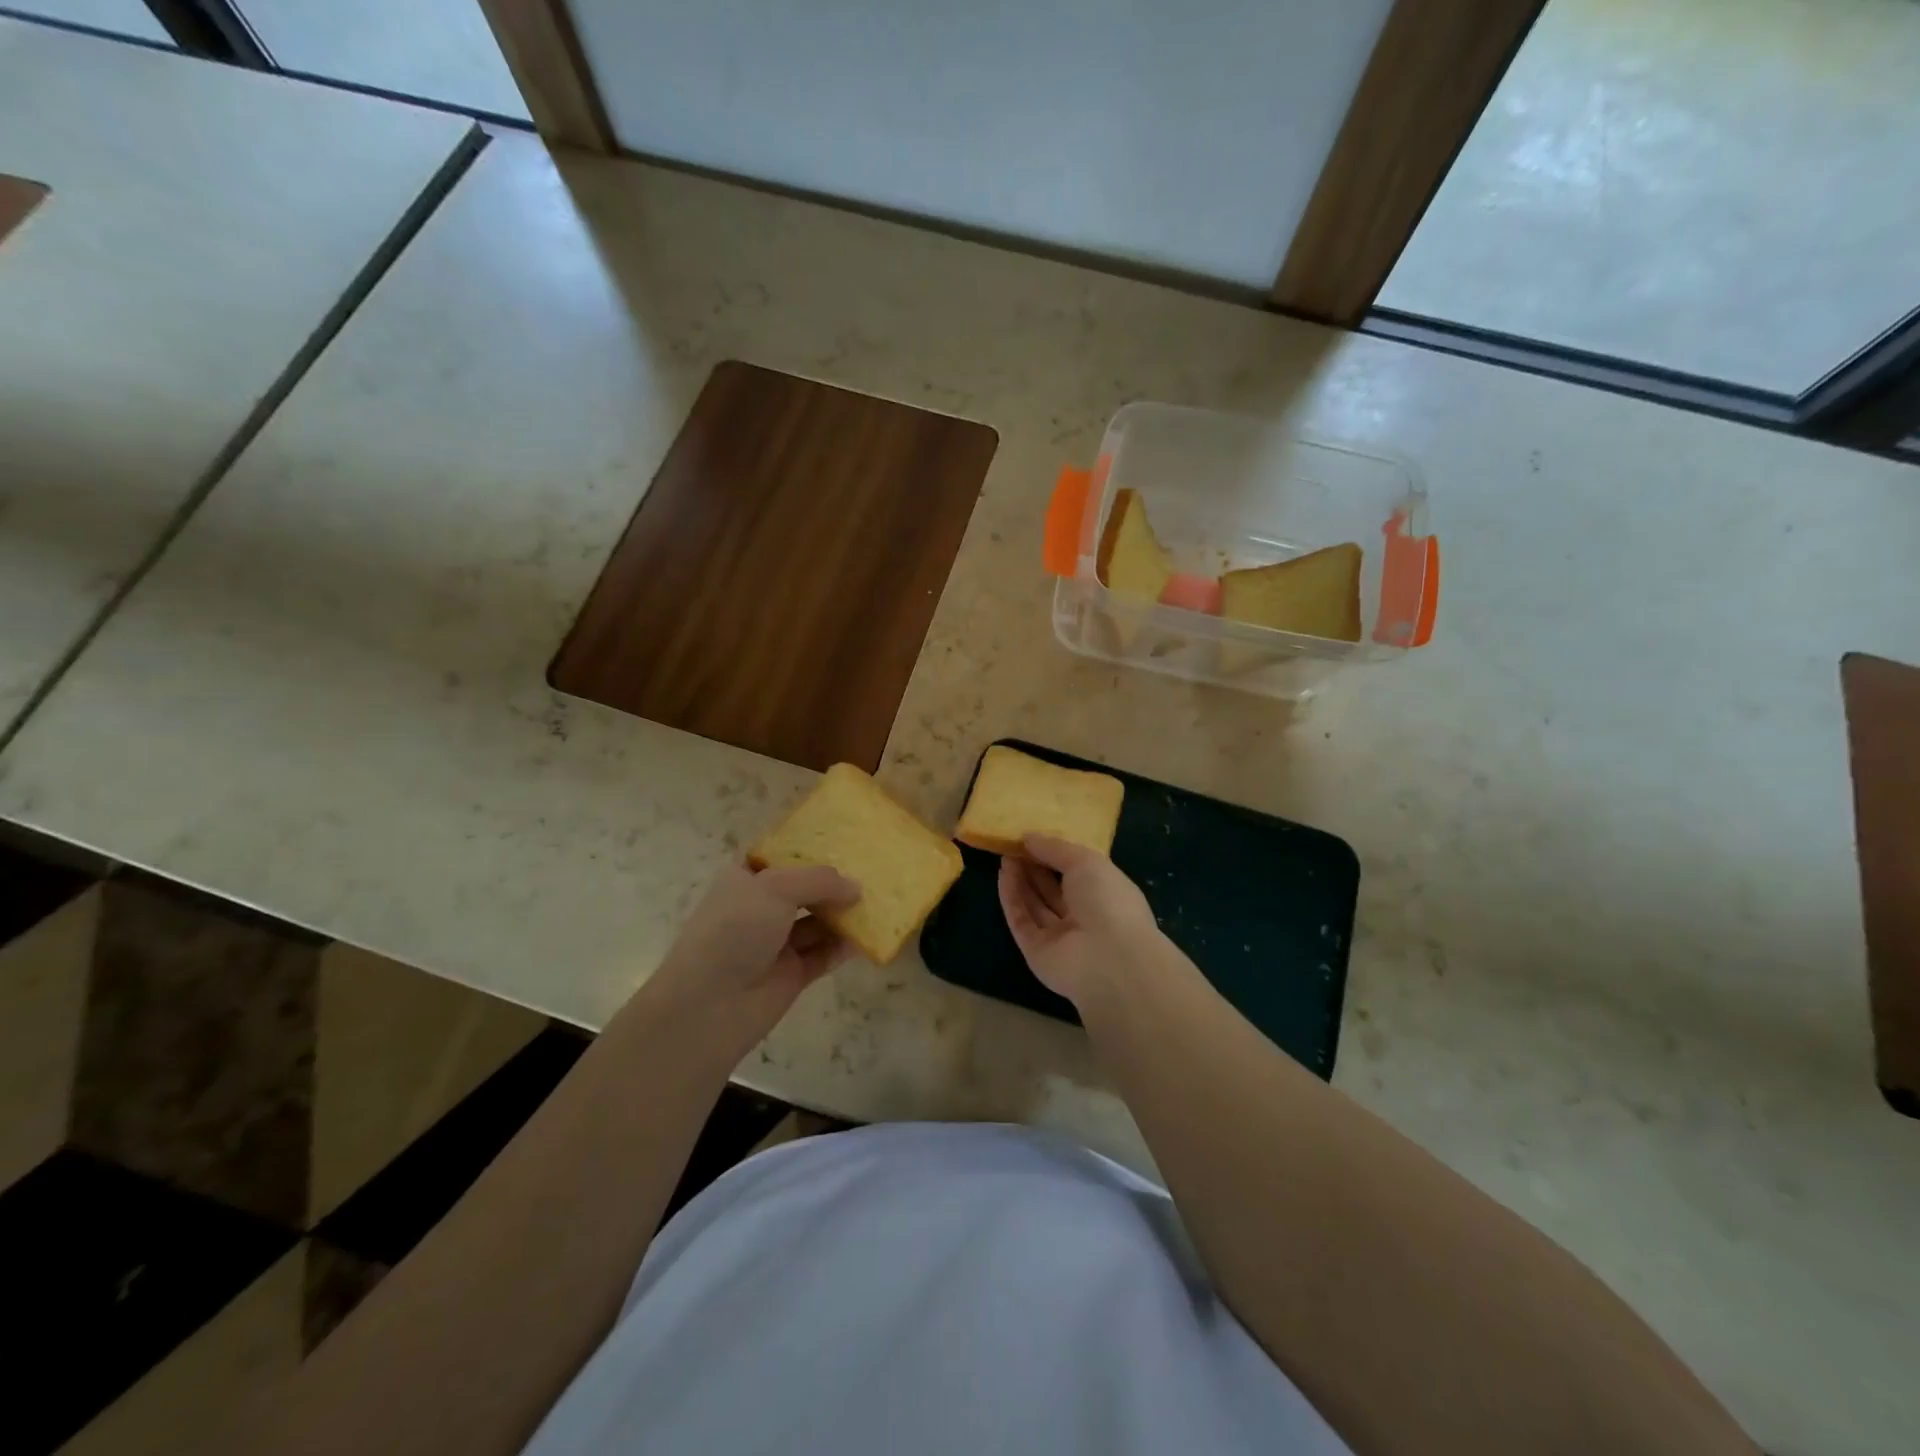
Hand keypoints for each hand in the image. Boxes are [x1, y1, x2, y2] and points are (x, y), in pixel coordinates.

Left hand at [645, 861, 860, 1048]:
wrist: (709, 1005)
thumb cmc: (734, 930)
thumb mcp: (775, 888)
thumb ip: (819, 881)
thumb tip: (856, 888)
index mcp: (746, 879)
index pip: (780, 856)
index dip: (809, 848)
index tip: (845, 840)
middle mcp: (761, 907)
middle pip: (805, 889)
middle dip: (835, 882)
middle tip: (873, 871)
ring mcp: (777, 942)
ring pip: (818, 921)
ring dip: (844, 913)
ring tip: (880, 900)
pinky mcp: (793, 974)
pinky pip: (825, 954)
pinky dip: (844, 946)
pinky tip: (868, 935)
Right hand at [998, 836, 1163, 1009]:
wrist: (1107, 958)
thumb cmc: (1107, 900)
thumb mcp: (1085, 861)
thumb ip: (1055, 848)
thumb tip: (1029, 837)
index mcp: (1105, 895)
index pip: (1077, 873)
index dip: (1054, 856)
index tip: (1033, 839)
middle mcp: (1084, 917)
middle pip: (1053, 890)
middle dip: (1034, 867)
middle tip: (1014, 845)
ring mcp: (1060, 938)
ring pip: (1035, 905)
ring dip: (1020, 880)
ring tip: (1005, 855)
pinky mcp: (1037, 952)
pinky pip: (1022, 921)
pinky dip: (1012, 899)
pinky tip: (1003, 875)